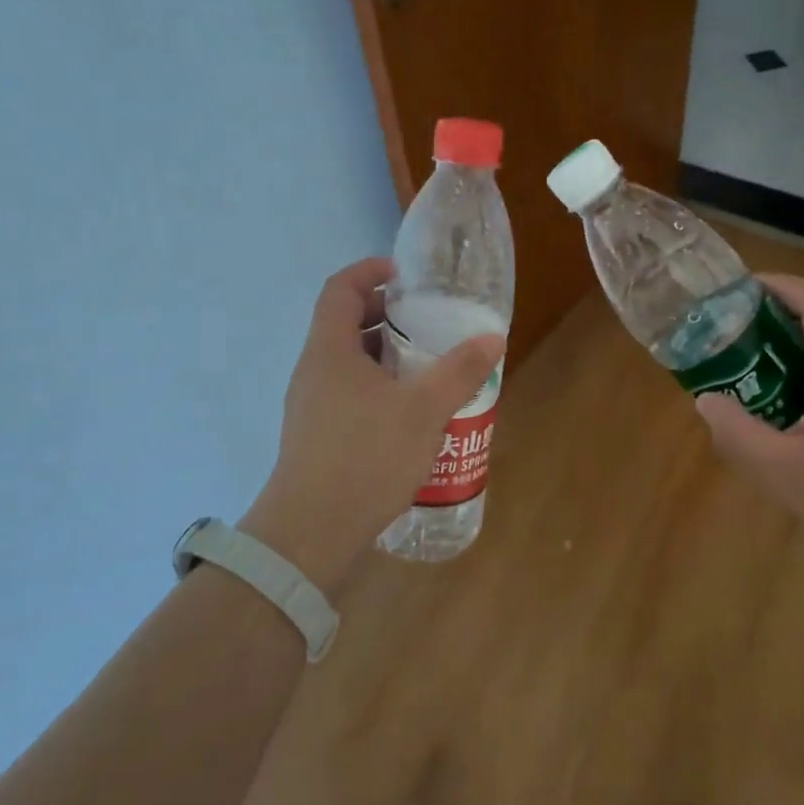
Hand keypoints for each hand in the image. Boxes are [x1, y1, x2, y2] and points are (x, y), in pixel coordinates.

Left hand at [241, 258, 504, 591]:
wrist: (310, 533)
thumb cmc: (365, 457)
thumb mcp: (424, 410)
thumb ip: (460, 371)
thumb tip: (493, 337)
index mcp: (329, 350)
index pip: (340, 288)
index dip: (370, 271)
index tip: (405, 274)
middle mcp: (313, 370)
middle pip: (344, 323)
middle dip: (385, 314)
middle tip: (427, 320)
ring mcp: (311, 405)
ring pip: (348, 361)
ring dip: (384, 353)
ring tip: (426, 364)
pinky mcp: (317, 435)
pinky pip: (348, 392)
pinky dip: (378, 385)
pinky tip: (409, 411)